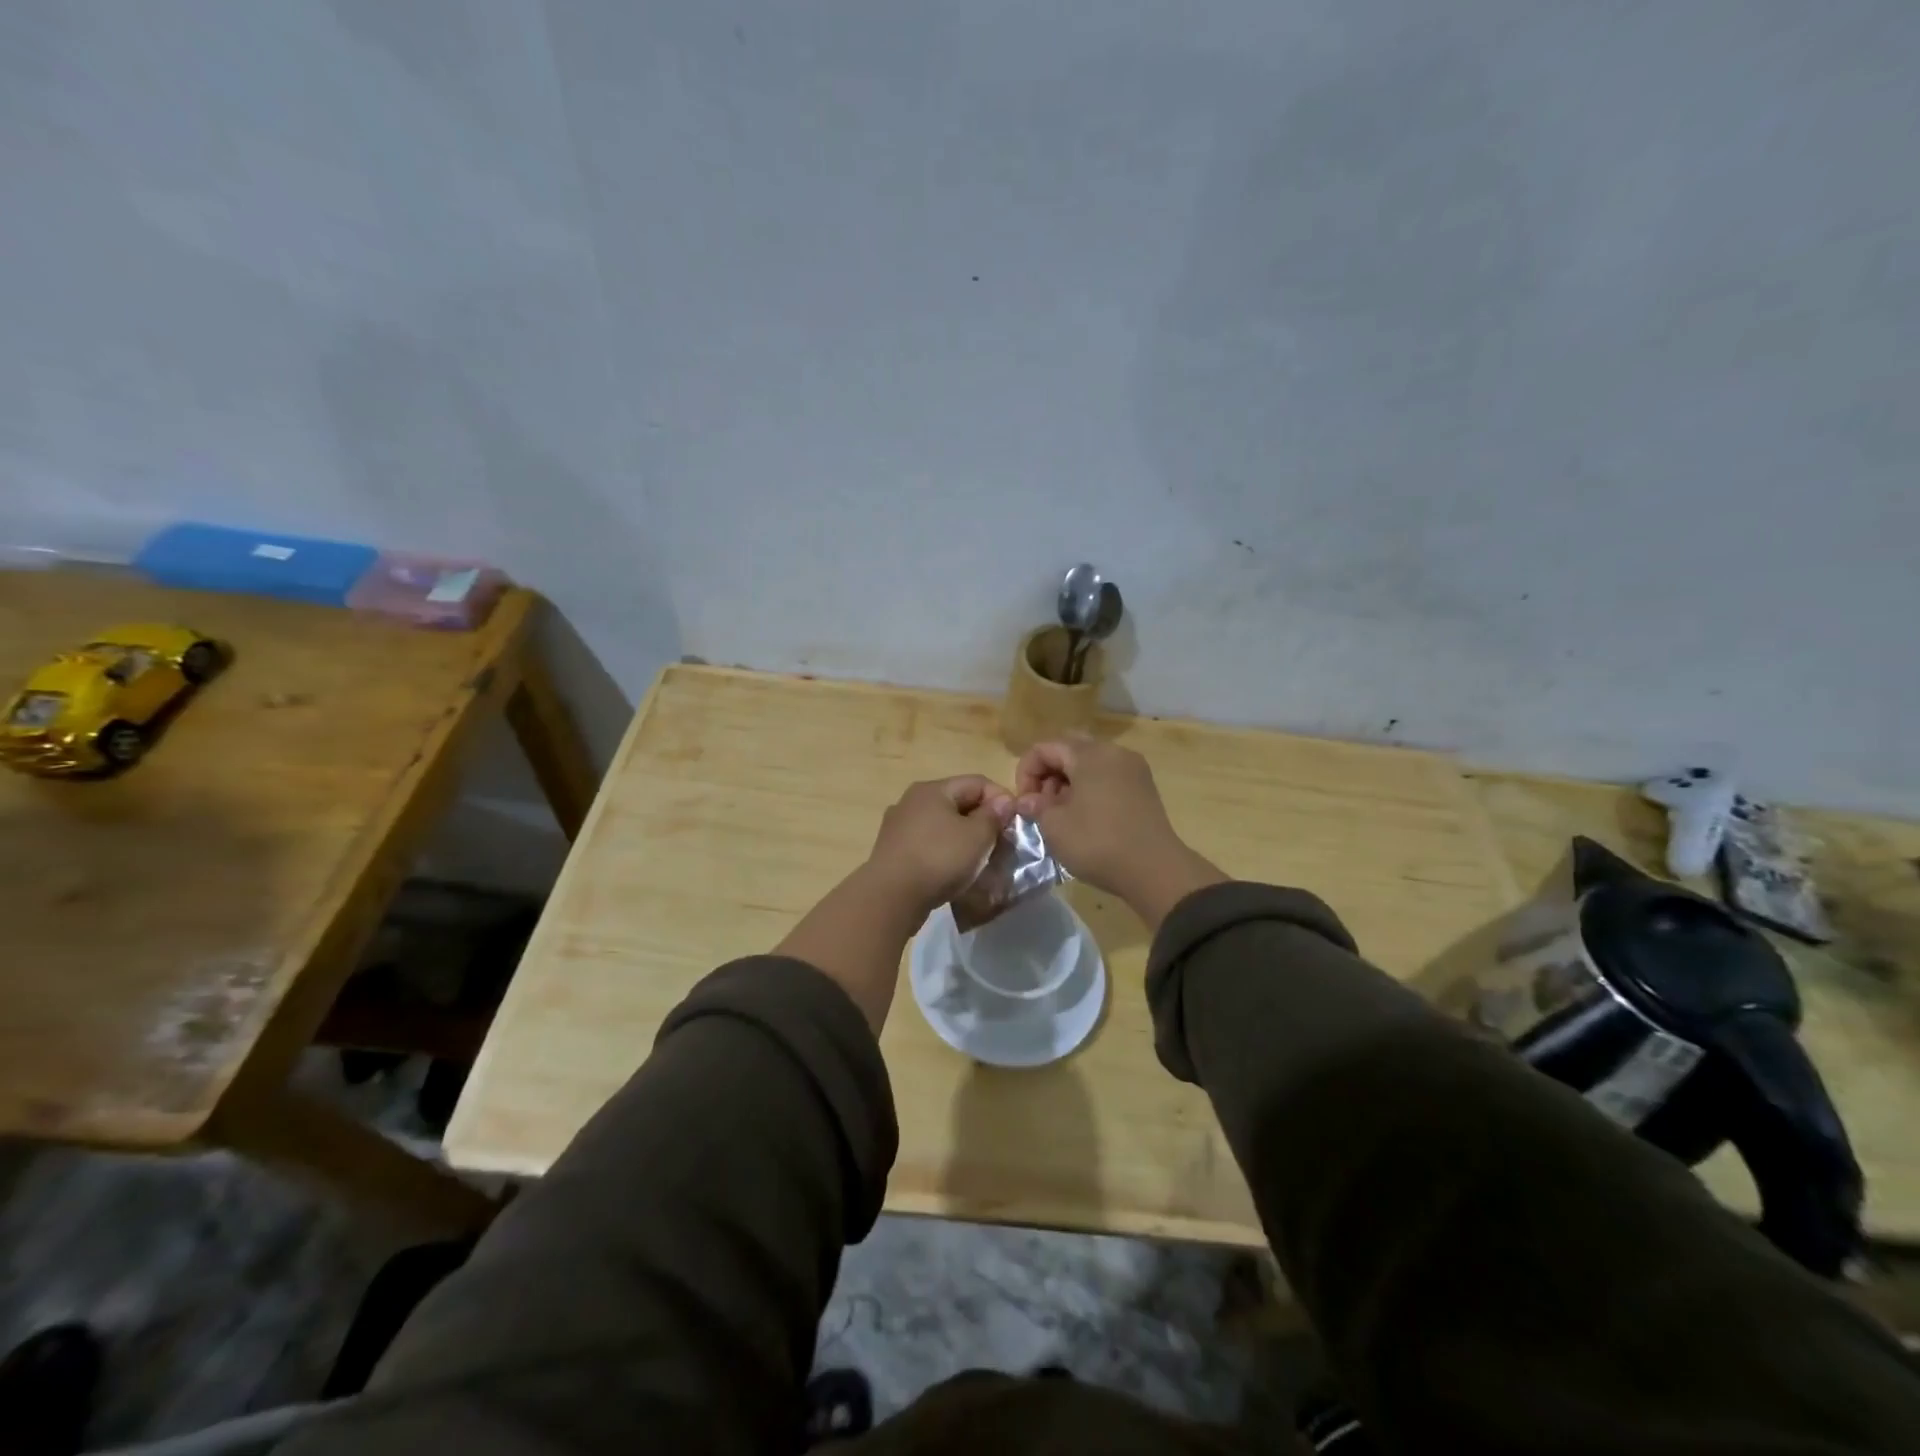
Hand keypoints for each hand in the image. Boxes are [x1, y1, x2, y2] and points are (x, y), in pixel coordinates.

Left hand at [865, 775, 1014, 916]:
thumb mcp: (977, 836)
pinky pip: (928, 843)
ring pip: (943, 825)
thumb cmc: (939, 859)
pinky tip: (954, 870)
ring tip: (981, 859)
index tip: (1015, 824)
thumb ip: (993, 816)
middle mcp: (912, 801)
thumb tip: (1003, 802)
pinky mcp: (893, 851)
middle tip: (1001, 843)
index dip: (1001, 799)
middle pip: (958, 802)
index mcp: (932, 789)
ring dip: (964, 838)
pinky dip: (945, 852)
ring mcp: (899, 826)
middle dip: (983, 820)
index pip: (977, 782)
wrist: (891, 897)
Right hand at [1014, 734, 1223, 927]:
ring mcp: (1133, 768)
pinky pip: (1108, 776)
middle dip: (1048, 773)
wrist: (1155, 870)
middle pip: (1069, 749)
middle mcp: (1113, 752)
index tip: (1024, 803)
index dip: (1026, 773)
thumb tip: (1028, 800)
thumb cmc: (1098, 843)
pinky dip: (1090, 788)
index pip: (1044, 748)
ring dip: (1068, 781)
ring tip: (1061, 813)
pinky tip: (1085, 816)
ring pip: (1090, 762)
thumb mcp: (1055, 826)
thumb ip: (1036, 806)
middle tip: (1041, 803)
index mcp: (1089, 754)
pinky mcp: (1144, 787)